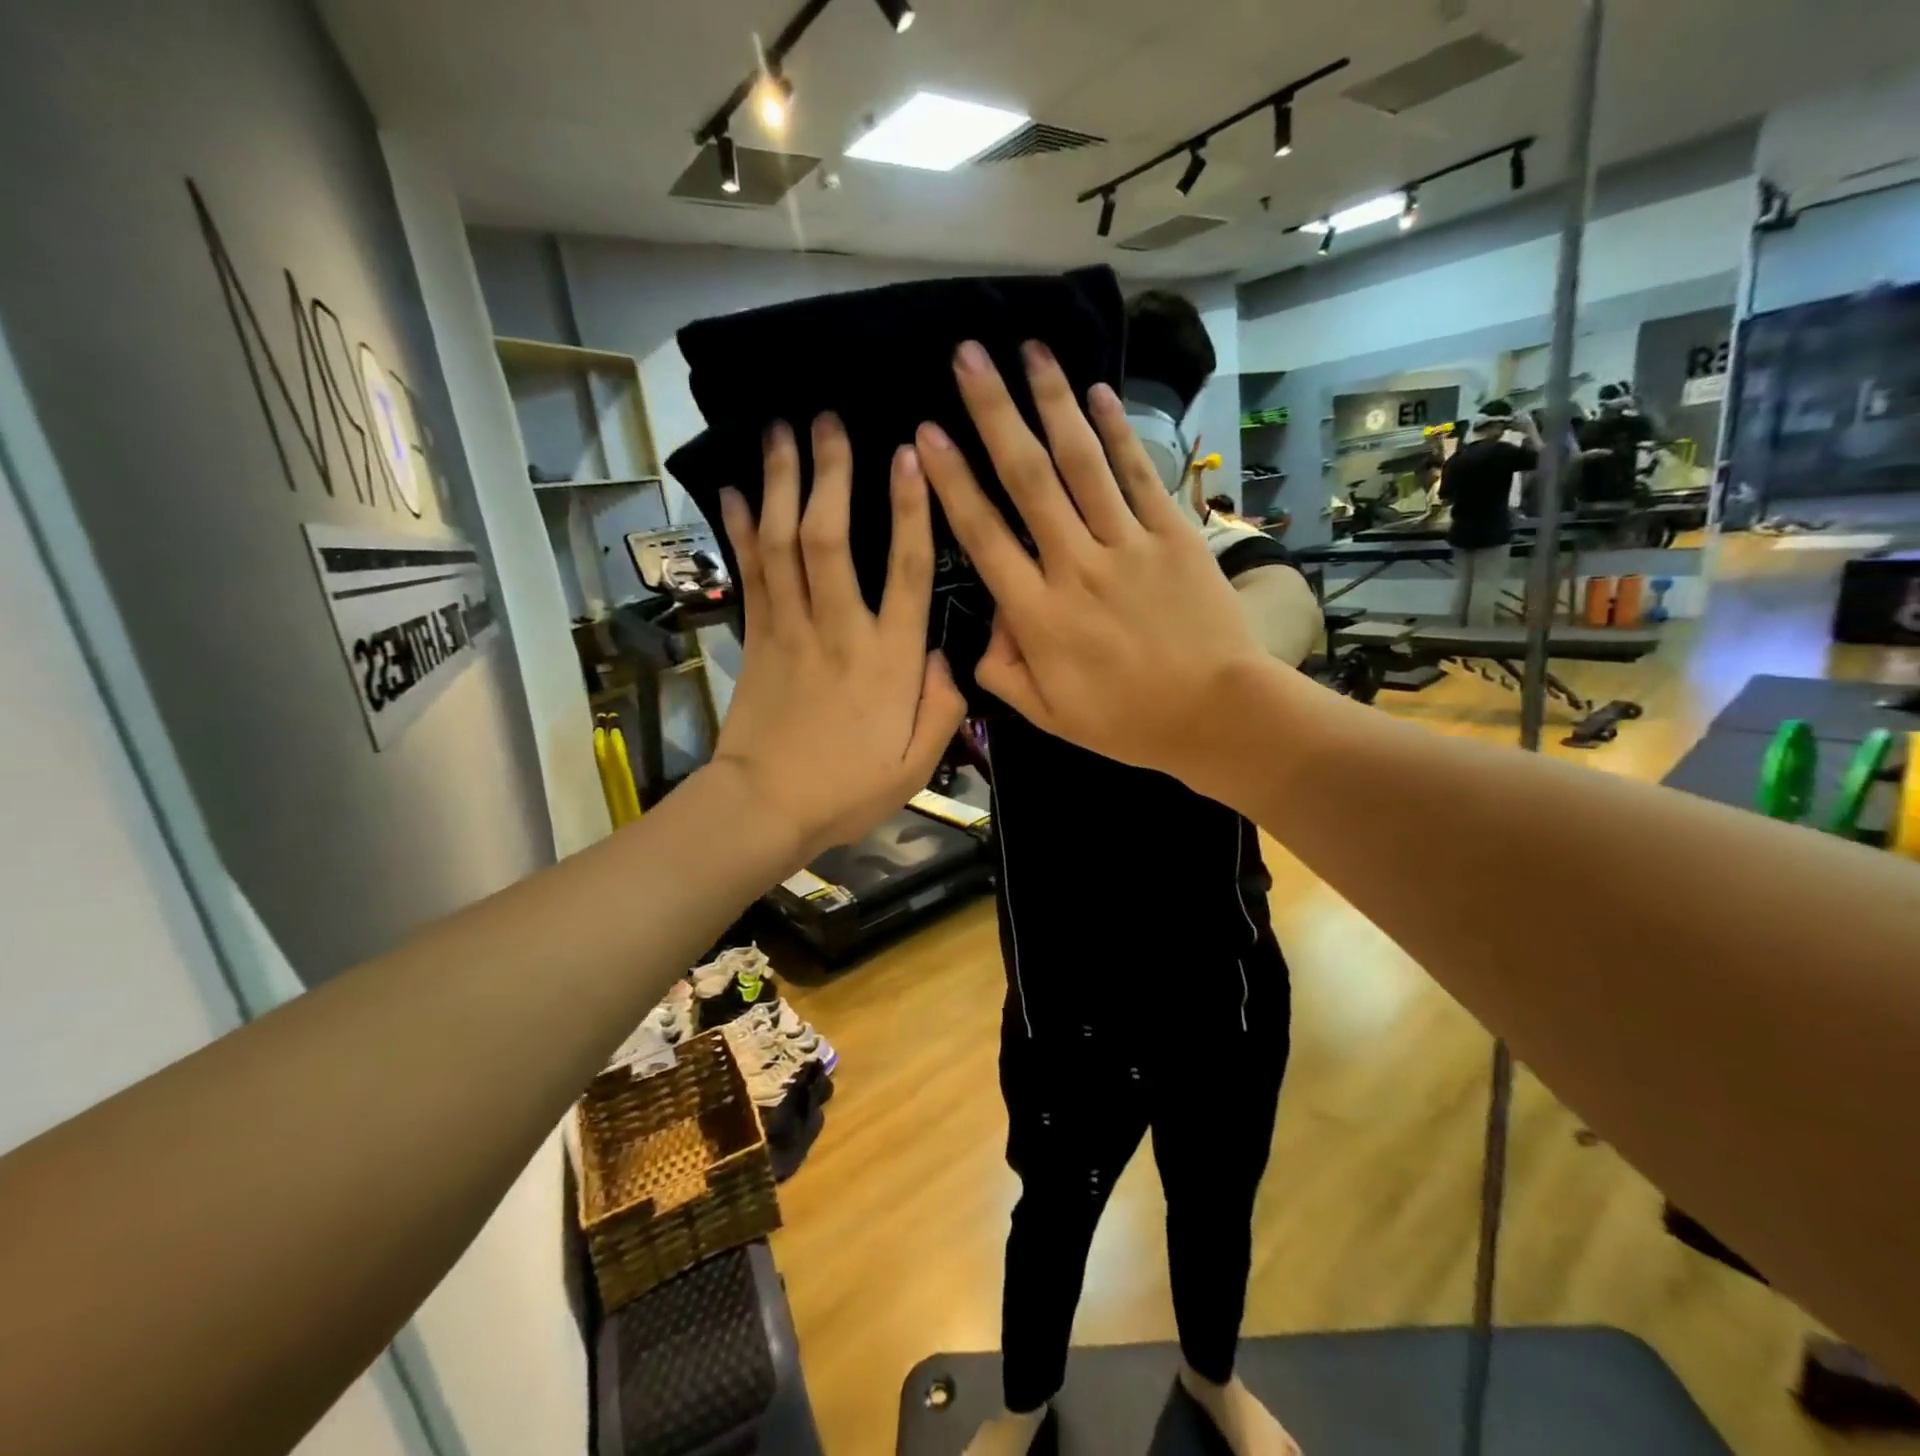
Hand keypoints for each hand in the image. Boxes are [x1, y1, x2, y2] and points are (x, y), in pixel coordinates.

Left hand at [712, 415, 964, 862]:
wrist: (766, 808)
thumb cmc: (848, 789)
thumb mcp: (917, 764)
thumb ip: (943, 706)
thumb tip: (946, 657)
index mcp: (888, 659)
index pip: (905, 570)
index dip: (910, 510)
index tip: (909, 455)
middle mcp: (839, 629)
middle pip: (830, 538)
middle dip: (831, 473)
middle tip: (828, 419)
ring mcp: (790, 629)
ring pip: (784, 544)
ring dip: (782, 484)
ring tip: (781, 431)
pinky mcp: (756, 639)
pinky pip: (750, 574)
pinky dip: (742, 530)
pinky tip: (737, 491)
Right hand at [914, 340, 1275, 781]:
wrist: (1217, 715)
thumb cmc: (1127, 720)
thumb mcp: (1048, 715)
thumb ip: (1002, 671)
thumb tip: (986, 625)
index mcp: (1037, 614)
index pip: (984, 536)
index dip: (953, 482)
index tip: (927, 434)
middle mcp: (1074, 566)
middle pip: (1026, 479)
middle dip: (994, 413)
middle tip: (968, 357)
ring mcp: (1125, 546)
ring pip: (1081, 462)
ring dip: (1052, 402)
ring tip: (1028, 349)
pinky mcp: (1171, 535)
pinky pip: (1137, 474)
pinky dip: (1116, 431)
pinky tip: (1096, 391)